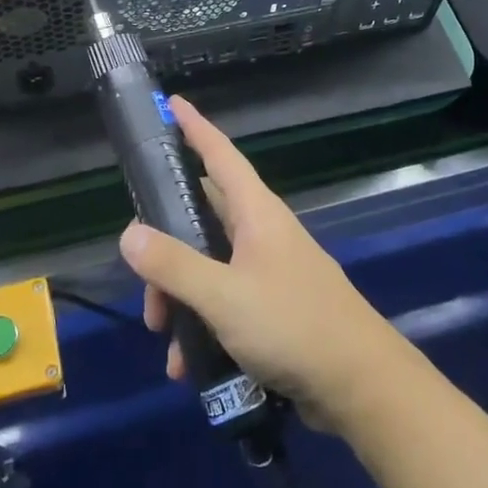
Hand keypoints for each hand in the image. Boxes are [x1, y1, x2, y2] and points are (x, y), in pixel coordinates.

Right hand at [119, 96, 408, 431]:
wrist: (359, 384)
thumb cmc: (292, 325)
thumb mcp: (223, 295)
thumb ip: (174, 265)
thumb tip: (128, 233)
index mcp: (256, 213)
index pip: (220, 154)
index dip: (195, 127)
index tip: (172, 103)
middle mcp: (261, 233)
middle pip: (202, 218)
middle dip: (166, 245)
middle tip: (142, 277)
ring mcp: (268, 270)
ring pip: (208, 267)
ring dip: (180, 296)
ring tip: (165, 339)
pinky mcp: (272, 307)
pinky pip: (224, 302)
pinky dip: (201, 324)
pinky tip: (188, 364)